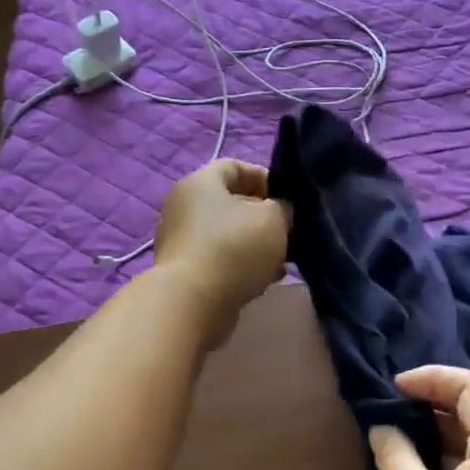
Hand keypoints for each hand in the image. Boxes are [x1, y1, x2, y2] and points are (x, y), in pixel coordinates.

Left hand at [154, 160, 291, 347]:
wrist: (192, 303)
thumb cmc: (234, 248)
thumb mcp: (273, 219)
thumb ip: (283, 207)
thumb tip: (280, 211)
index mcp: (200, 182)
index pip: (236, 167)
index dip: (266, 179)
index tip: (289, 200)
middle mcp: (184, 206)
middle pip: (231, 203)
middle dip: (263, 217)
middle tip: (289, 233)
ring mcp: (180, 240)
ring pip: (227, 234)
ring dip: (255, 245)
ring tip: (281, 262)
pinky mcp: (183, 271)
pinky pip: (219, 259)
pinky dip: (241, 266)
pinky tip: (263, 280)